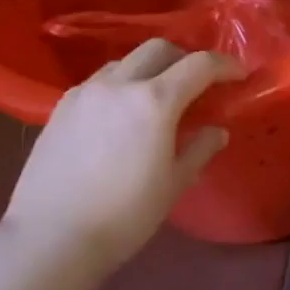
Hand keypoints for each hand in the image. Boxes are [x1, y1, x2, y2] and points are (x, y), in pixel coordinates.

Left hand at [0, 39, 240, 289]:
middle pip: (159, 48)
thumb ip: (200, 149)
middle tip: (199, 83)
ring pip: (126, 61)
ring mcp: (85, 93)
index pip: (200, 65)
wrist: (49, 240)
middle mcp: (119, 84)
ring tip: (158, 98)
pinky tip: (121, 115)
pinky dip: (121, 85)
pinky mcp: (60, 108)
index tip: (239, 75)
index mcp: (155, 101)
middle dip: (186, 58)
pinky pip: (99, 82)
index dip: (225, 66)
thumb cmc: (124, 216)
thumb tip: (216, 131)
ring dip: (150, 69)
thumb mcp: (174, 184)